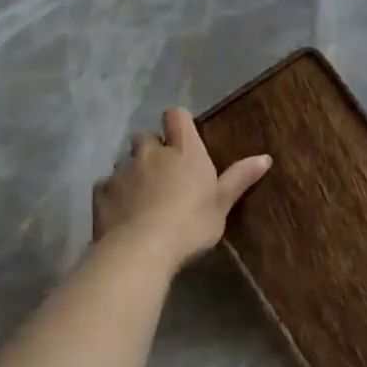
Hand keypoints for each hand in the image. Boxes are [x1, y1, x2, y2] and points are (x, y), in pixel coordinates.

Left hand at [93, 108, 270, 266]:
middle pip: (146, 137)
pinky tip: (122, 212)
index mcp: (184, 151)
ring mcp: (122, 170)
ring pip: (125, 161)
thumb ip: (240, 178)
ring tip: (142, 195)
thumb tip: (265, 158)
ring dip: (133, 171)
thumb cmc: (190, 224)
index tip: (183, 138)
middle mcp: (151, 152)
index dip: (178, 123)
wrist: (140, 250)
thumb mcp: (222, 204)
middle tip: (163, 172)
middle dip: (152, 149)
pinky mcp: (100, 192)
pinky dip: (114, 193)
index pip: (176, 116)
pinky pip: (107, 184)